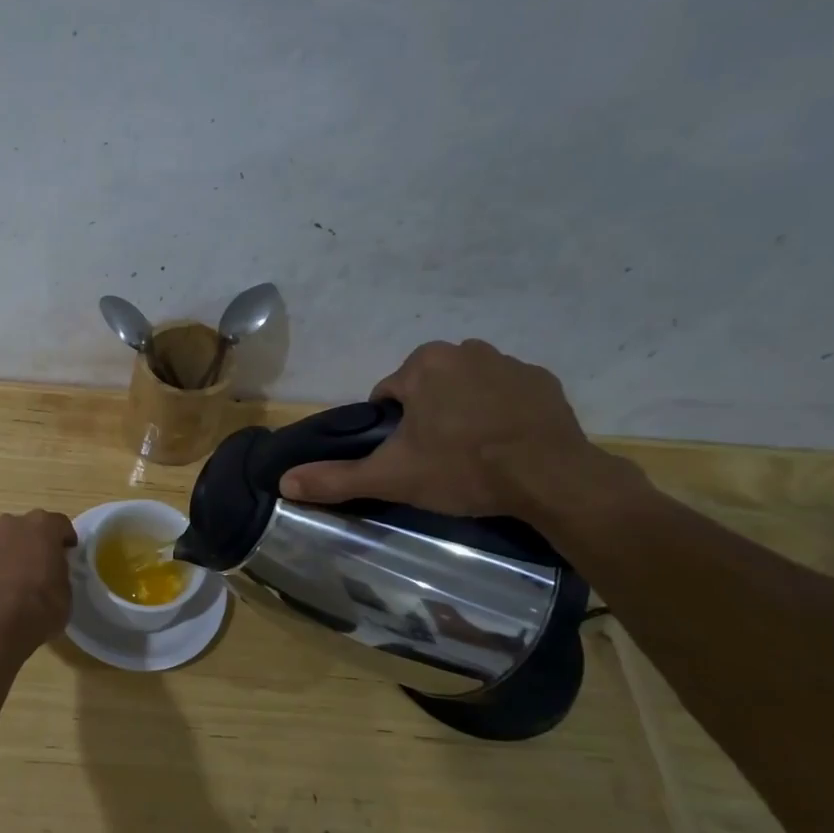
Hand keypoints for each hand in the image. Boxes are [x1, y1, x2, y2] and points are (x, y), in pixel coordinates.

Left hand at [0, 510, 77, 656]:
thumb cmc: (41, 605)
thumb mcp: (66, 589)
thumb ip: (60, 569)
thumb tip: (53, 569)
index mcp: (42, 525)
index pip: (61, 525)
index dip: (66, 541)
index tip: (69, 556)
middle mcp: (14, 524)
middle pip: (32, 528)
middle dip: (40, 542)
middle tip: (47, 564)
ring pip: (11, 541)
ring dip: (19, 552)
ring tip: (26, 578)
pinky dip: (3, 566)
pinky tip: (9, 587)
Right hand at [278, 339, 626, 518]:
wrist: (551, 478)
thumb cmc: (462, 469)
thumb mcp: (391, 476)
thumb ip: (336, 478)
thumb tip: (283, 482)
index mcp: (422, 365)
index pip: (388, 394)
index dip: (392, 428)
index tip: (408, 456)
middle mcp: (464, 350)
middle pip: (427, 386)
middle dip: (428, 415)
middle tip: (438, 458)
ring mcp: (509, 363)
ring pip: (466, 387)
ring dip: (463, 411)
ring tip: (472, 453)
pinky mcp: (544, 381)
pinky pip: (506, 393)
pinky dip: (500, 412)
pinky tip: (505, 444)